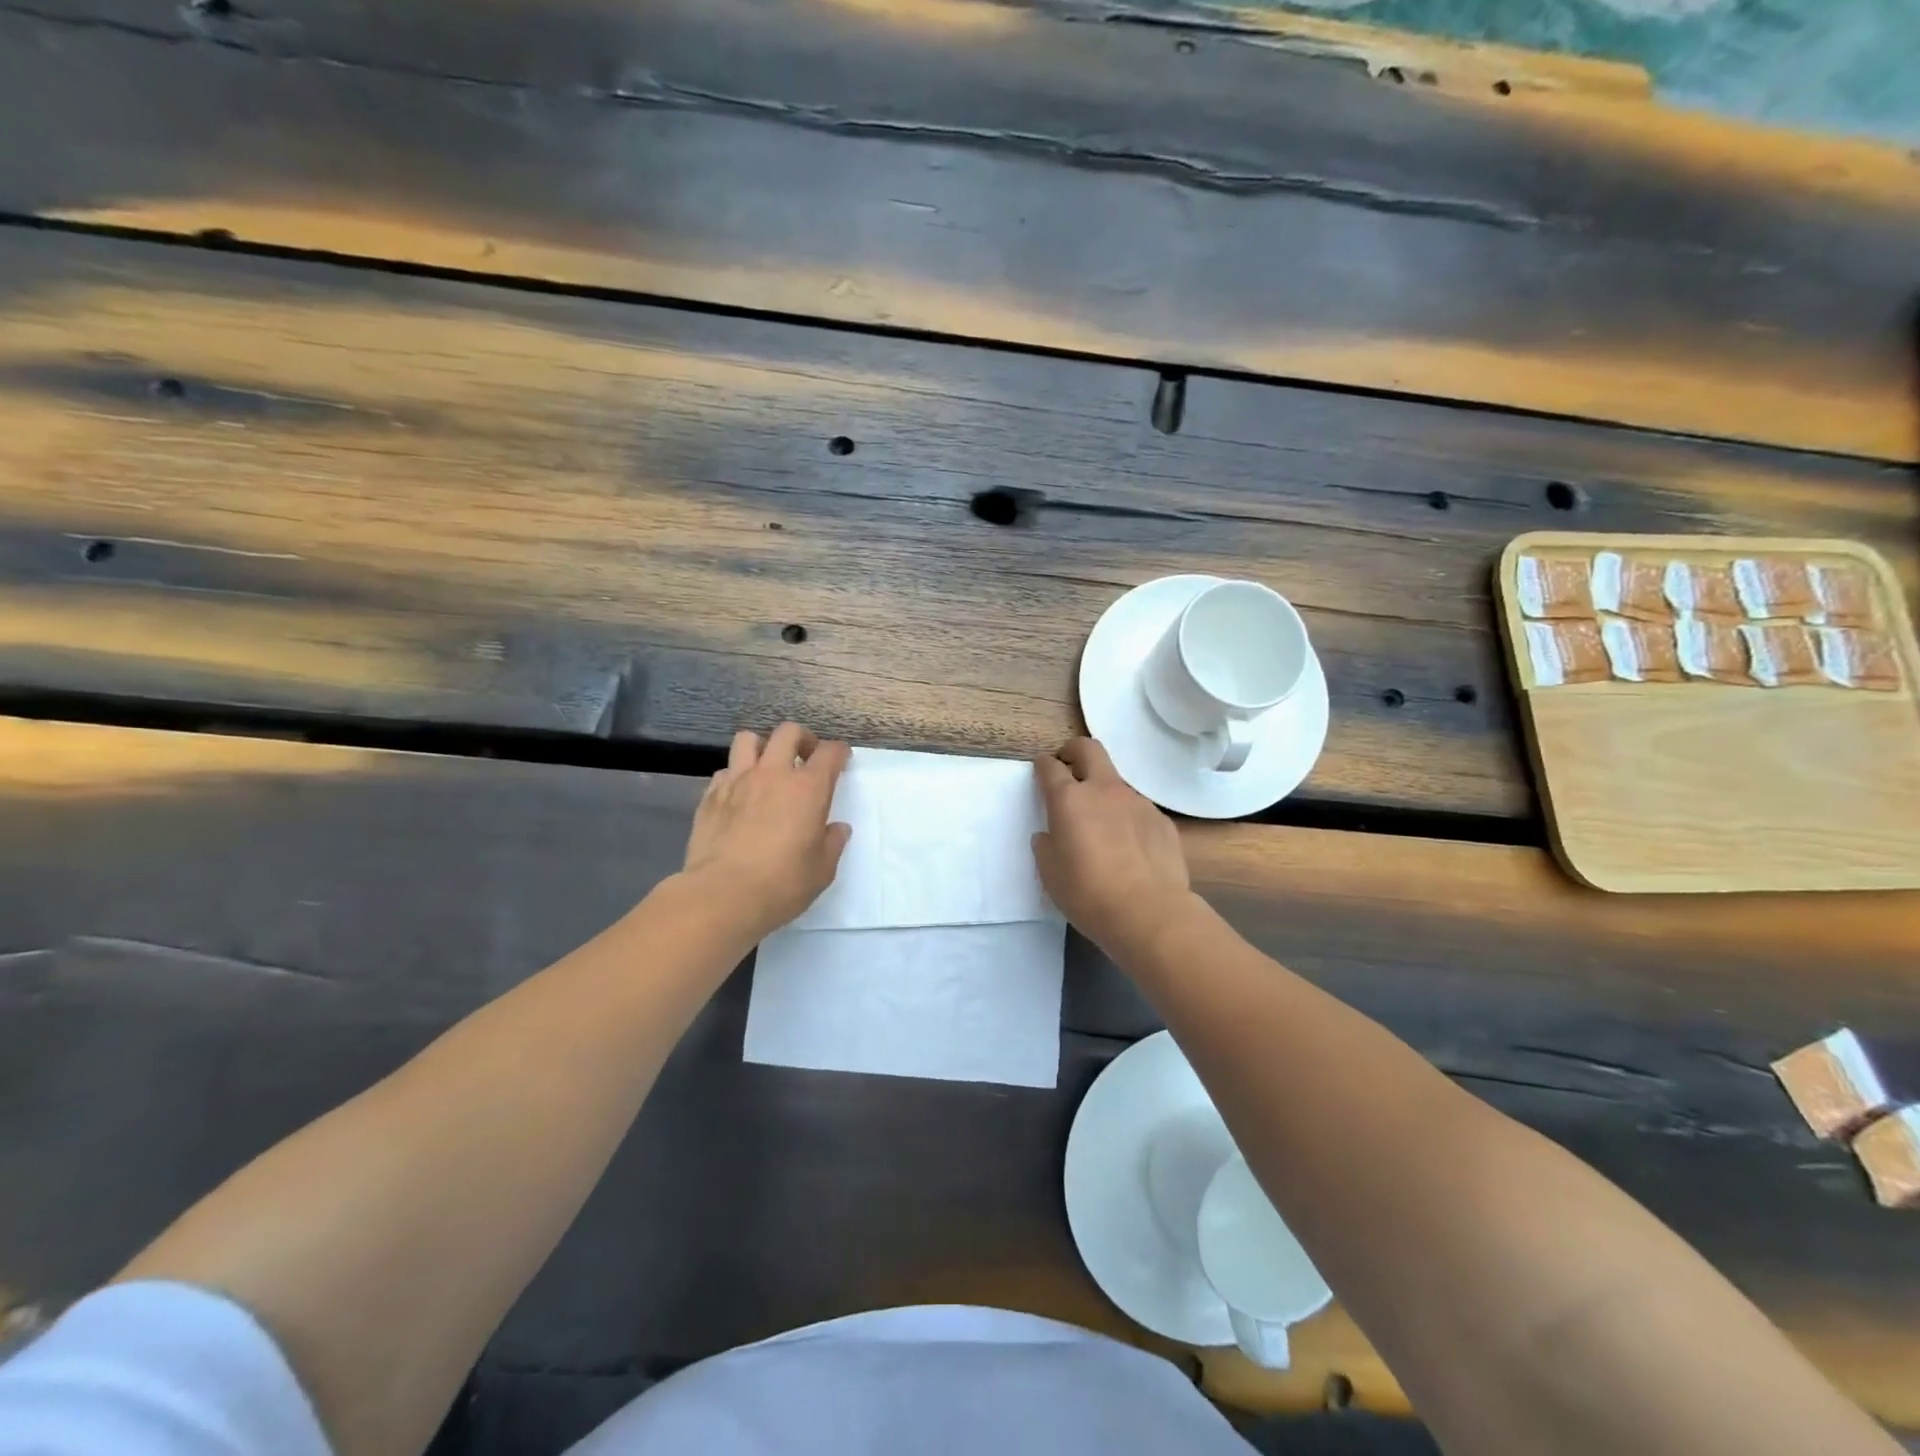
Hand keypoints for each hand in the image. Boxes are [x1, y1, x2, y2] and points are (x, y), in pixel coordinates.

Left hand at [685, 723, 851, 939]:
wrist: (722, 896)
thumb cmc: (782, 884)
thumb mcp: (822, 870)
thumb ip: (833, 843)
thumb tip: (837, 828)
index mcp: (808, 788)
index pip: (830, 752)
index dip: (839, 752)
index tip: (841, 759)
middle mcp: (773, 774)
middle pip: (788, 732)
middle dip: (802, 739)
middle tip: (805, 758)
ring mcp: (738, 781)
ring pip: (748, 739)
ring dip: (763, 747)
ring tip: (767, 767)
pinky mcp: (710, 796)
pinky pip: (725, 770)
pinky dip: (736, 775)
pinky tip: (739, 795)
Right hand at [1033, 737, 1194, 955]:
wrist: (1149, 914)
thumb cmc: (1088, 893)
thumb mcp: (1050, 873)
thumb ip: (1046, 845)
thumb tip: (1050, 835)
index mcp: (1070, 799)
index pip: (1051, 767)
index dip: (1043, 765)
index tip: (1041, 770)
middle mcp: (1104, 790)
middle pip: (1089, 749)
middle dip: (1074, 751)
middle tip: (1068, 767)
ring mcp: (1138, 802)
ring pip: (1117, 783)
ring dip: (1104, 793)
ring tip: (1102, 827)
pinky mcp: (1162, 821)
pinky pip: (1139, 811)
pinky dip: (1128, 820)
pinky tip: (1130, 849)